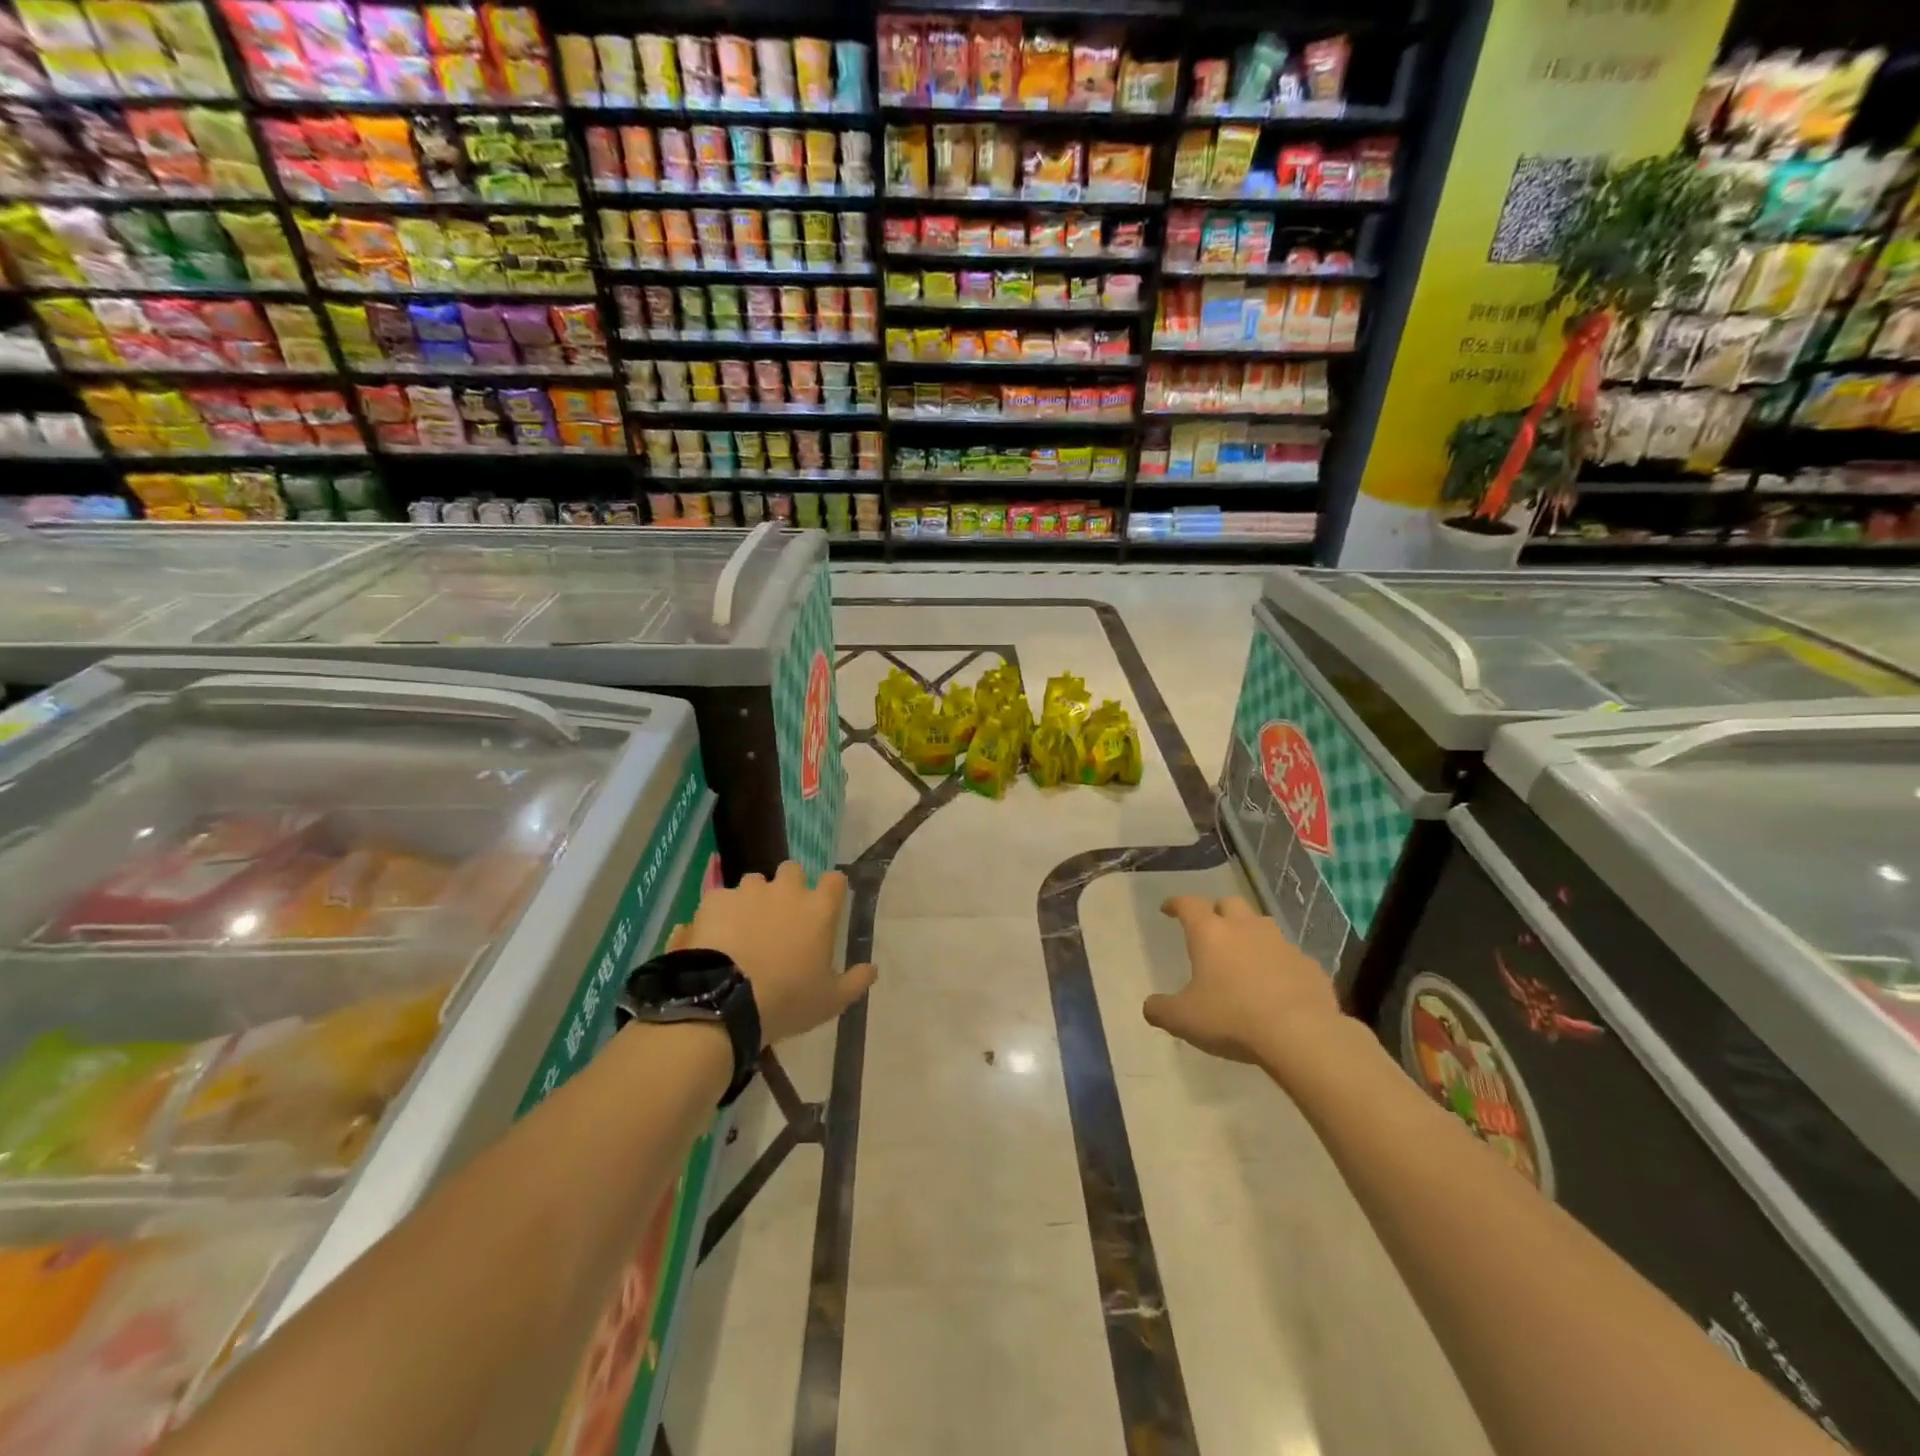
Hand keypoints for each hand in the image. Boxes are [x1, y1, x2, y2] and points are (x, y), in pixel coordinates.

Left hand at [676, 861, 876, 1046]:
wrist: (724, 1002)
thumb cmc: (787, 1000)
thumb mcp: (830, 1001)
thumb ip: (856, 981)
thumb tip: (873, 969)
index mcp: (818, 910)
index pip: (835, 880)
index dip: (830, 889)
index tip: (825, 905)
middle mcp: (786, 891)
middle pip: (792, 870)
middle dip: (789, 886)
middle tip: (782, 916)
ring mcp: (749, 892)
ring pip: (755, 882)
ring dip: (754, 898)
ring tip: (745, 927)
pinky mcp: (716, 900)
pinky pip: (722, 898)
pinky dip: (722, 913)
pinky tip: (716, 936)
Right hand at [1143, 895, 1341, 1065]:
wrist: (1301, 1035)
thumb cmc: (1232, 1018)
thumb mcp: (1184, 1019)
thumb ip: (1161, 1010)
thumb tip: (1150, 1006)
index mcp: (1210, 933)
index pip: (1188, 904)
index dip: (1176, 904)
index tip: (1168, 909)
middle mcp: (1246, 928)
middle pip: (1230, 903)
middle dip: (1218, 911)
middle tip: (1211, 929)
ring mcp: (1282, 944)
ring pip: (1262, 926)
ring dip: (1250, 934)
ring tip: (1244, 956)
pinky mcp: (1309, 965)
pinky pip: (1289, 957)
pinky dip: (1278, 964)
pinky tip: (1277, 986)